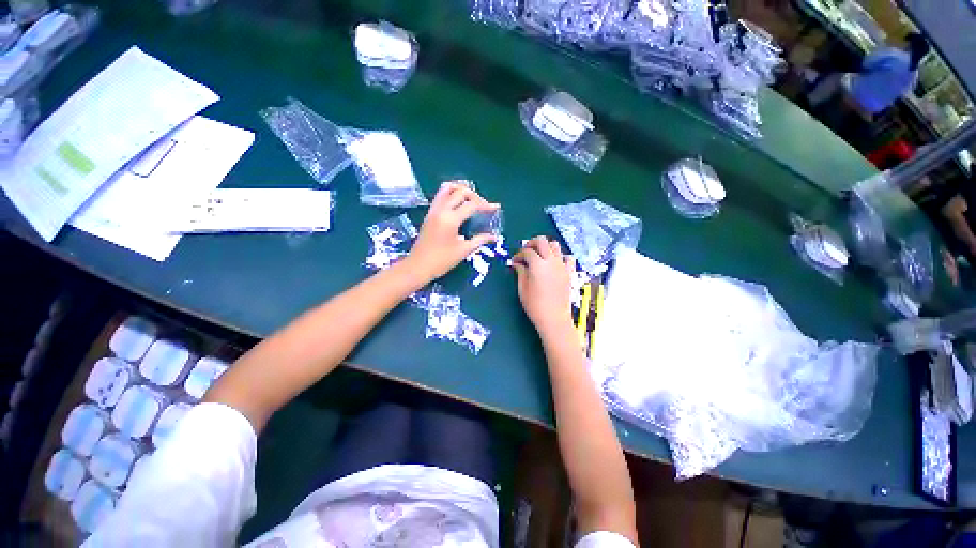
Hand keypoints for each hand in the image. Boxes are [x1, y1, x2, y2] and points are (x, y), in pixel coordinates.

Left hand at [405, 182, 499, 281]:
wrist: (418, 266)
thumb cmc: (442, 261)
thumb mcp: (463, 251)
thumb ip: (480, 240)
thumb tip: (494, 237)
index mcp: (451, 219)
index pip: (471, 205)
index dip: (486, 205)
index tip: (496, 208)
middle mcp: (441, 210)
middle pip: (460, 192)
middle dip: (475, 196)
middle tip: (483, 206)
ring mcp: (433, 210)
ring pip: (447, 188)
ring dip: (461, 190)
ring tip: (471, 199)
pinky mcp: (429, 214)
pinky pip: (440, 196)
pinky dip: (452, 195)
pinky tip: (459, 205)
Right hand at [512, 236, 574, 334]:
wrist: (554, 318)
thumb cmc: (535, 305)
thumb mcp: (522, 288)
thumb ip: (520, 272)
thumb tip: (516, 263)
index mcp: (537, 264)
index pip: (527, 251)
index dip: (518, 254)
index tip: (514, 262)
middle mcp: (551, 261)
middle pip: (542, 241)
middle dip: (531, 243)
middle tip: (526, 252)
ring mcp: (562, 265)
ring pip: (555, 245)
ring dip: (546, 247)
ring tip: (539, 256)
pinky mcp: (569, 272)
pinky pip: (568, 258)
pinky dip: (561, 257)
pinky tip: (555, 263)